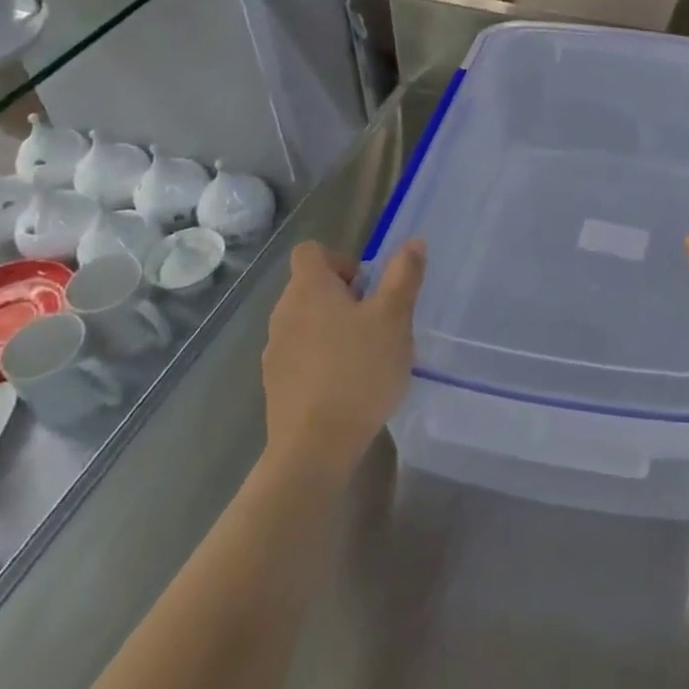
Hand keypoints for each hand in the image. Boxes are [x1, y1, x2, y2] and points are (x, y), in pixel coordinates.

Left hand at [262, 239, 425, 479]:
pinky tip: (346, 385)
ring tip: (364, 355)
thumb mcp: (394, 318)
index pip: (310, 251)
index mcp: (309, 289)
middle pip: (309, 286)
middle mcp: (284, 312)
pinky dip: (320, 359)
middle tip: (376, 321)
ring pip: (305, 322)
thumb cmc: (359, 371)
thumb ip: (404, 276)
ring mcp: (275, 350)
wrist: (314, 447)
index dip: (340, 259)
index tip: (367, 287)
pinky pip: (299, 354)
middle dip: (343, 296)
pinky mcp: (275, 384)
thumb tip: (413, 242)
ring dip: (332, 328)